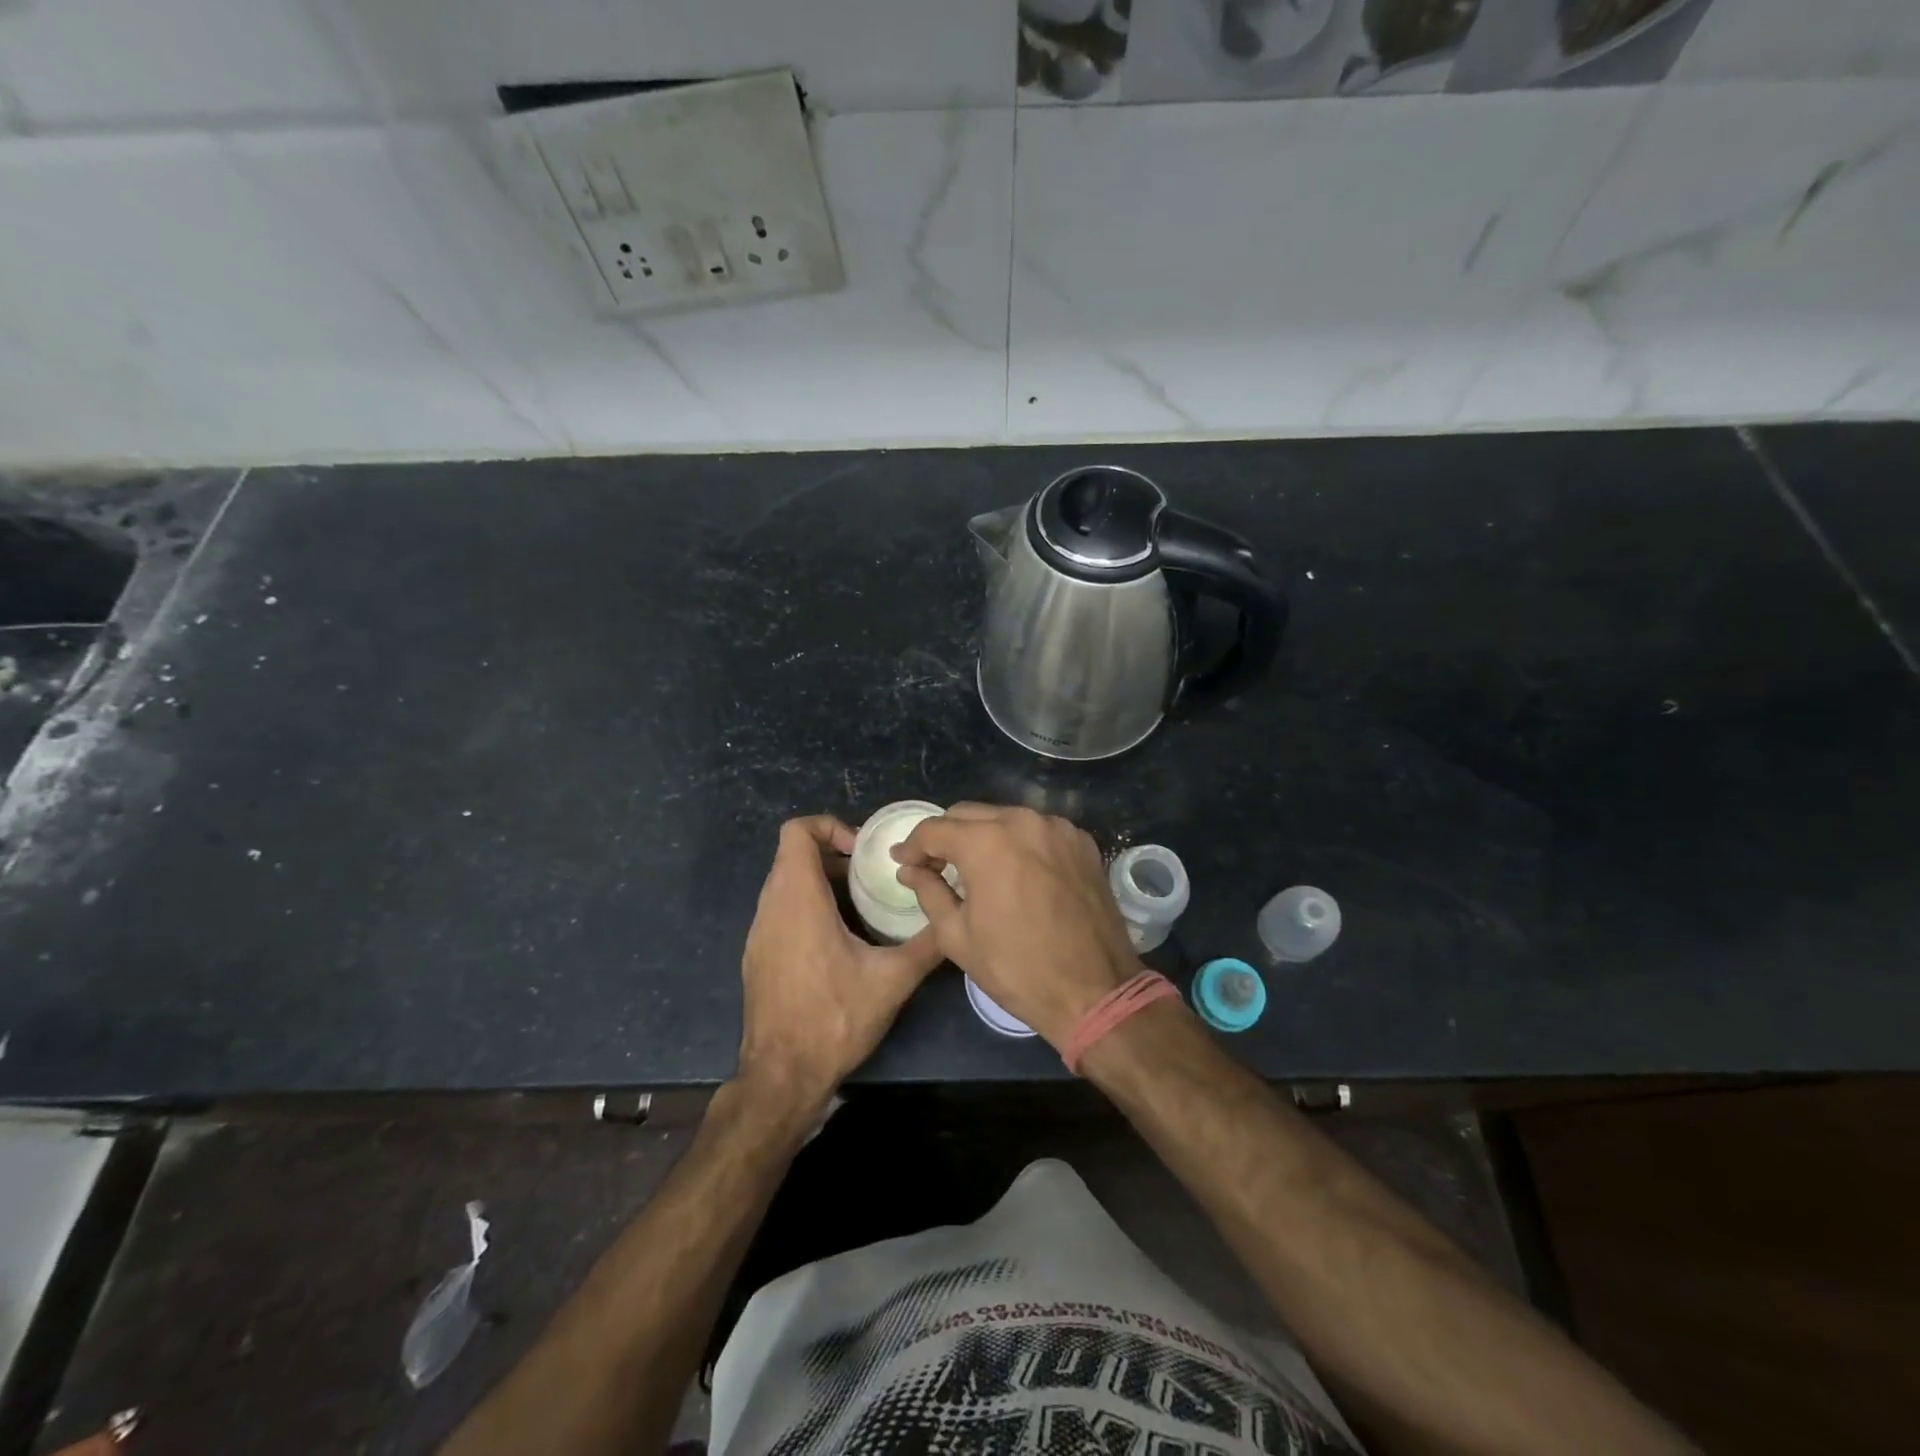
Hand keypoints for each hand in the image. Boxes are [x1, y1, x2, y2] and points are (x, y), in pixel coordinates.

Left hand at [736, 816, 943, 1113]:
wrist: (782, 1077)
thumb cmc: (834, 1020)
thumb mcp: (892, 980)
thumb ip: (927, 944)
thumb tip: (955, 921)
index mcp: (798, 900)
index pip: (796, 831)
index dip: (829, 826)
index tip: (862, 852)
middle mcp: (770, 908)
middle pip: (793, 855)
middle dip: (834, 855)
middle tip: (871, 876)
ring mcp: (758, 933)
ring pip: (785, 883)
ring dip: (821, 882)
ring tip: (861, 905)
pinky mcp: (757, 955)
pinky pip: (780, 910)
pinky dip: (807, 906)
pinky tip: (839, 939)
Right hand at [892, 804, 1142, 1047]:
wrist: (1095, 990)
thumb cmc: (1017, 968)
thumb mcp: (957, 936)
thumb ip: (928, 892)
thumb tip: (910, 869)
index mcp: (987, 842)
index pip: (934, 829)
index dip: (912, 846)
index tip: (903, 864)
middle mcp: (1023, 820)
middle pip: (969, 814)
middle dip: (945, 837)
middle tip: (934, 867)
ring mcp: (1058, 828)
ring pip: (1005, 817)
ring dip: (983, 837)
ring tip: (975, 869)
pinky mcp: (1082, 842)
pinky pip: (1038, 830)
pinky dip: (1019, 843)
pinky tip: (1016, 872)